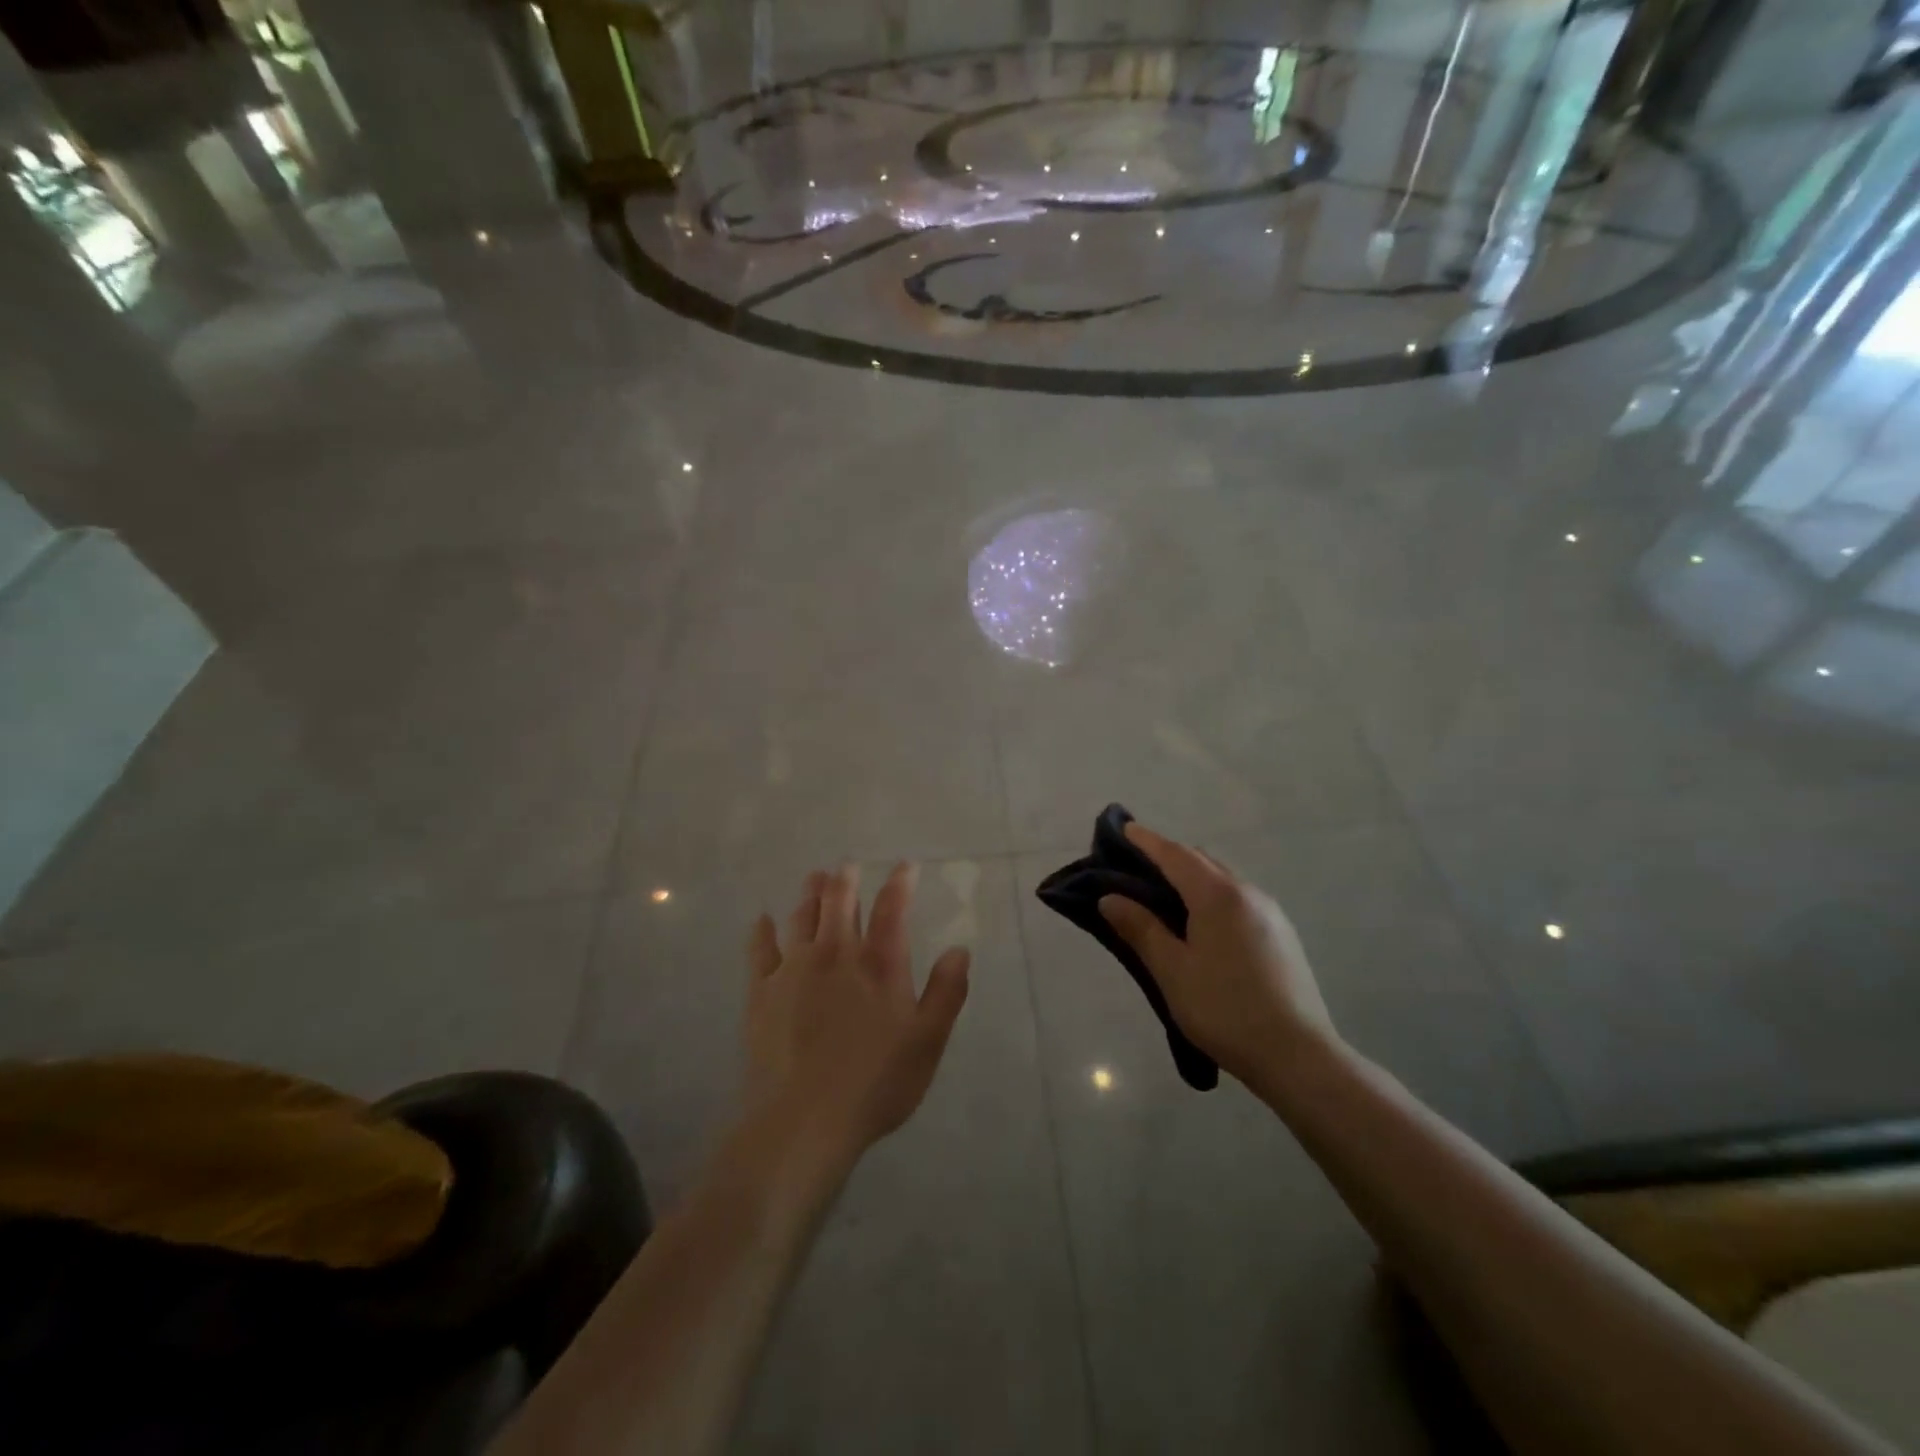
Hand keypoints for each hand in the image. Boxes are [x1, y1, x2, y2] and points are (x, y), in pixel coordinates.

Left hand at [743, 864, 970, 1181]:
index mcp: (879, 964)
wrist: (803, 1119)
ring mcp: (794, 969)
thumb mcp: (927, 1042)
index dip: (899, 883)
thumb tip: (959, 949)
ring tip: (814, 878)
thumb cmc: (875, 1083)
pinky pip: (760, 949)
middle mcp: (836, 954)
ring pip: (802, 917)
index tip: (904, 866)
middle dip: (845, 879)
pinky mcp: (762, 991)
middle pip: (839, 902)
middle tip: (847, 866)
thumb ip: (946, 992)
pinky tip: (763, 920)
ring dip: (810, 894)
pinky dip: (763, 931)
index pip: (892, 909)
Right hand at [1098, 822, 1337, 1086]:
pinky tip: (1203, 927)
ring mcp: (1270, 913)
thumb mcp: (1172, 970)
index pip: (1174, 854)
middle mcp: (1247, 892)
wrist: (1298, 1056)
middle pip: (1201, 861)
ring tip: (1165, 899)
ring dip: (1192, 878)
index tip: (1123, 828)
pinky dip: (1212, 897)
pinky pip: (1239, 900)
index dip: (1146, 840)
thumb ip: (1140, 928)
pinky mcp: (1282, 935)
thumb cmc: (1224, 1009)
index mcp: (1217, 895)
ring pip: (1223, 880)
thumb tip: (1109, 898)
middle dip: (1168, 858)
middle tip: (1136, 869)